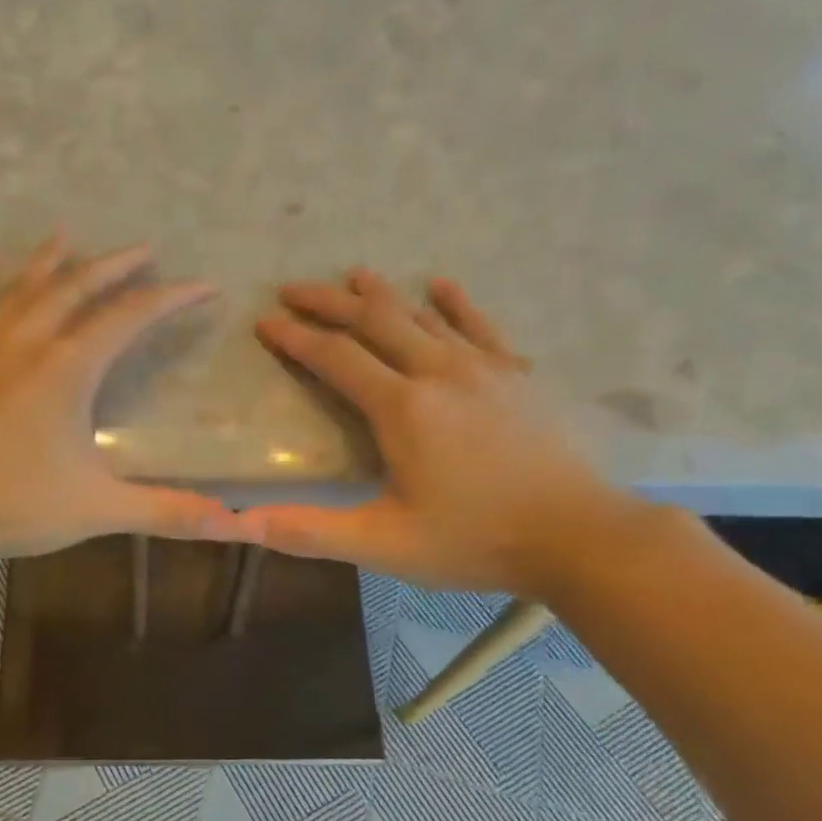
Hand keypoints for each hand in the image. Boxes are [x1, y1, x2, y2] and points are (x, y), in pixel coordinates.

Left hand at [0, 237, 253, 561]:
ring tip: (69, 237)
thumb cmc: (9, 505)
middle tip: (143, 249)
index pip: (131, 318)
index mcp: (68, 370)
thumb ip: (166, 512)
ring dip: (51, 261)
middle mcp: (24, 341)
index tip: (201, 286)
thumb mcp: (96, 510)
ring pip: (21, 286)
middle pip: (78, 287)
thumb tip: (232, 524)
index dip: (171, 299)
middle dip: (115, 266)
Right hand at [244, 268, 637, 594]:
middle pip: (375, 319)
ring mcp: (484, 368)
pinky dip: (455, 303)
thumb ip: (310, 532)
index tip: (264, 322)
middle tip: (292, 287)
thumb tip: (243, 524)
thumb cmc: (474, 541)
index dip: (296, 338)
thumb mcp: (383, 545)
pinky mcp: (517, 375)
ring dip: (382, 294)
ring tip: (353, 275)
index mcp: (402, 408)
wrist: (578, 536)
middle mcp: (439, 372)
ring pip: (422, 315)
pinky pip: (480, 325)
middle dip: (328, 301)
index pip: (335, 358)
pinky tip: (441, 285)